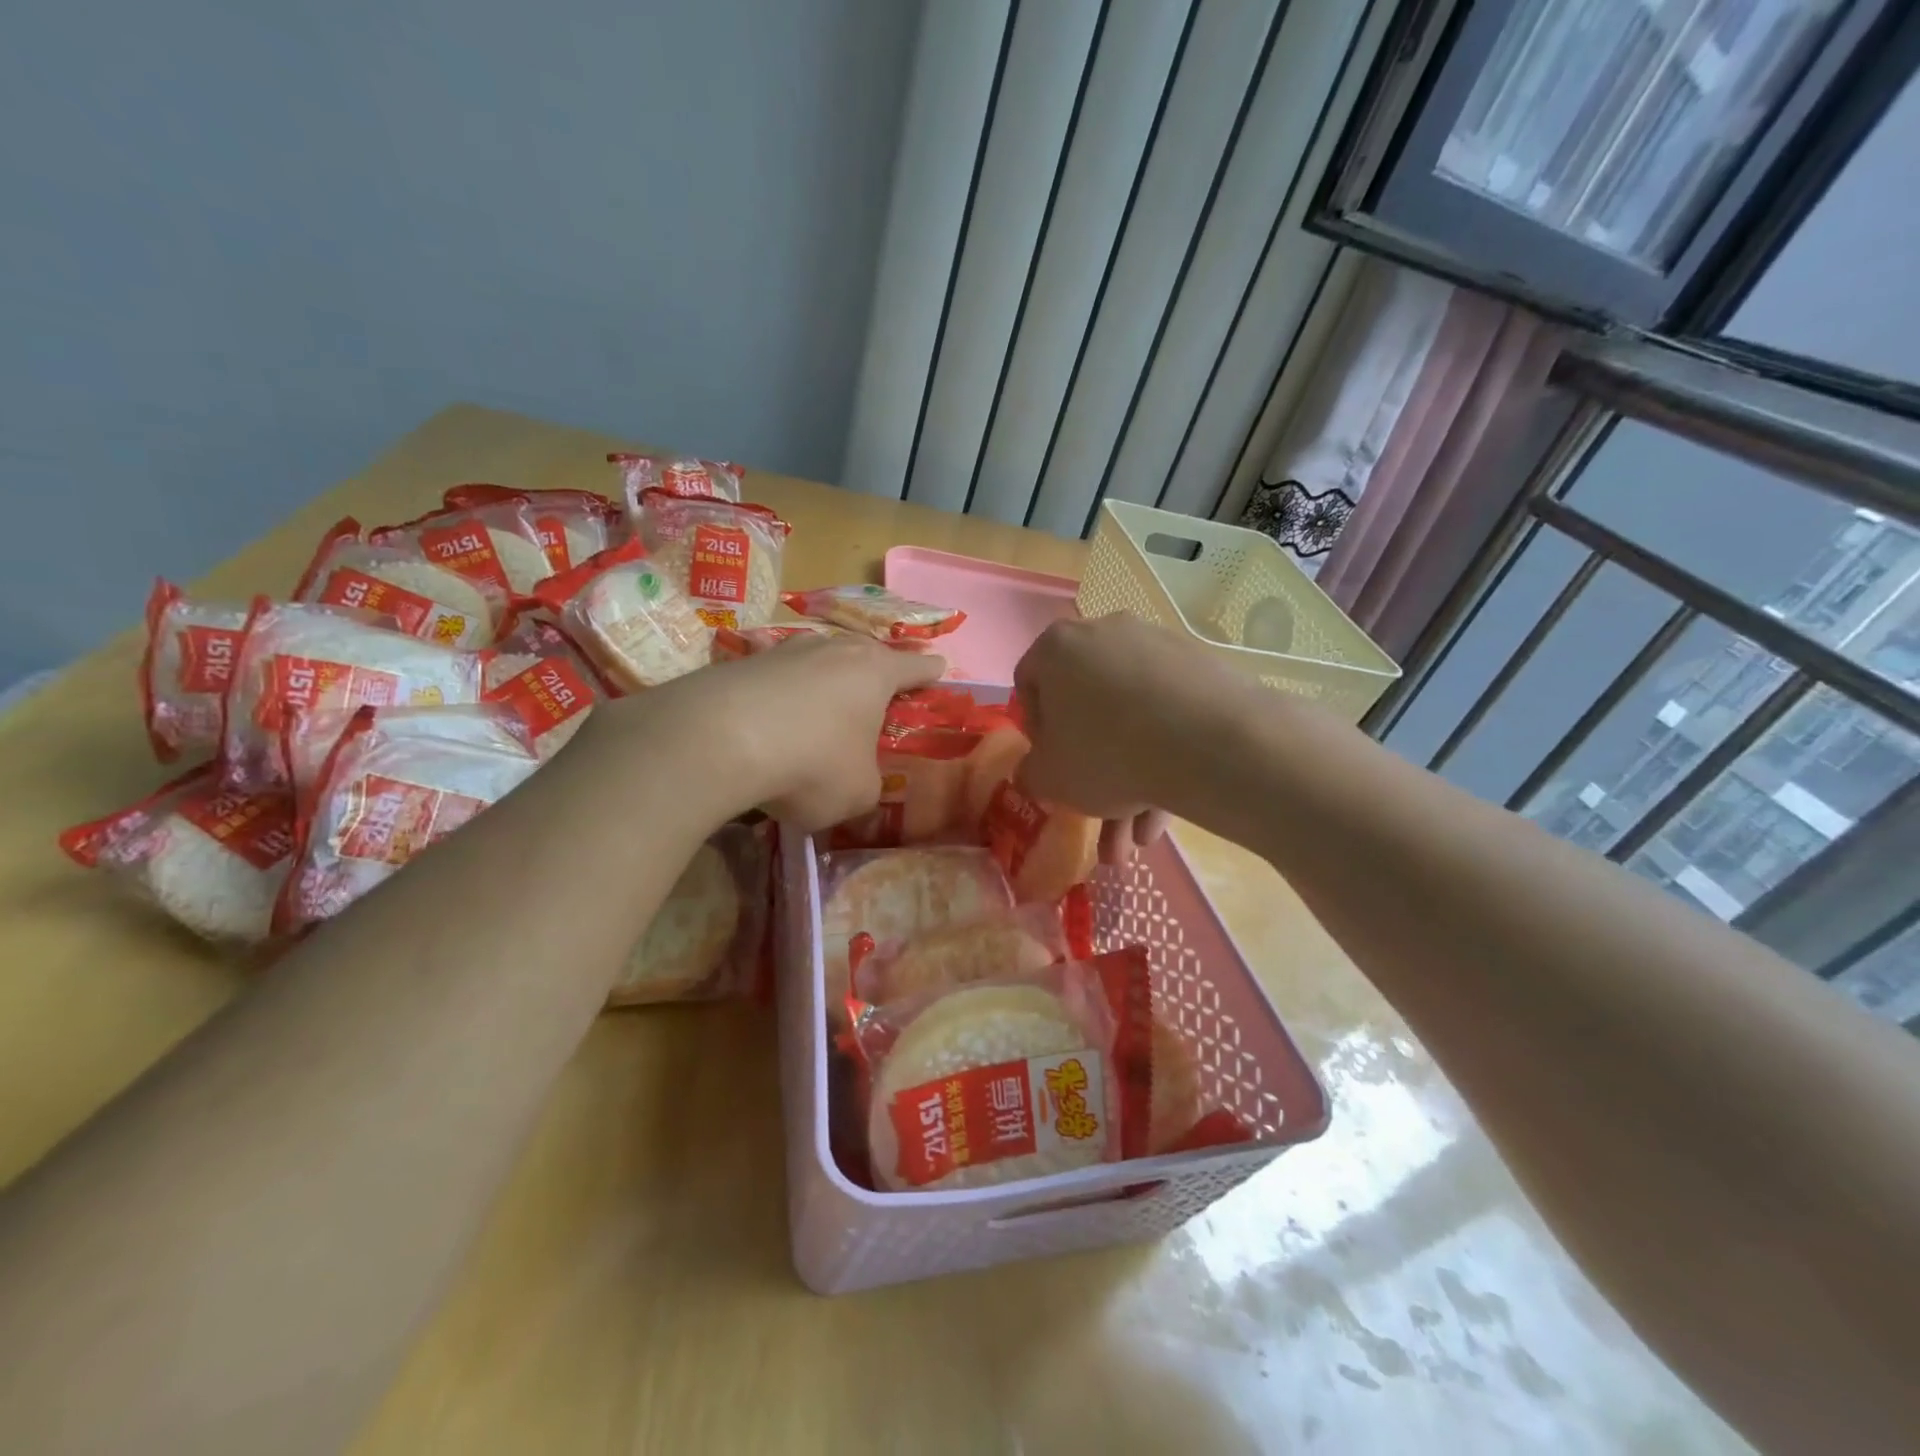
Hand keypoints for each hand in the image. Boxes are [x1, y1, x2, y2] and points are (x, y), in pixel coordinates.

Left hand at [615, 634, 944, 829]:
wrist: (719, 739)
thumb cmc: (812, 763)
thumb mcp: (857, 792)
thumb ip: (868, 783)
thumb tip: (854, 779)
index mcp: (875, 672)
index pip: (916, 667)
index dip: (930, 671)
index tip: (939, 668)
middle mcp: (834, 650)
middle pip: (864, 653)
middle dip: (874, 671)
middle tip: (879, 689)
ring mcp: (785, 650)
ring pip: (817, 660)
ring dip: (823, 680)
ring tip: (822, 705)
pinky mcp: (742, 662)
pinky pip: (776, 678)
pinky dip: (780, 696)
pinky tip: (770, 719)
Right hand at [1013, 615, 1238, 854]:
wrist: (1210, 744)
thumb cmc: (1107, 753)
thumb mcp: (1050, 778)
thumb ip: (1031, 773)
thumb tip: (1038, 772)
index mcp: (1058, 646)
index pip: (1030, 682)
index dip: (1036, 731)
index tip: (1052, 764)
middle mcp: (1107, 633)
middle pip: (1087, 707)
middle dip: (1091, 769)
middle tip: (1096, 813)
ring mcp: (1159, 648)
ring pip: (1132, 719)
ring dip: (1130, 778)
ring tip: (1138, 837)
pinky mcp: (1202, 668)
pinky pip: (1169, 716)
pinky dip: (1164, 758)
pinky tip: (1168, 811)